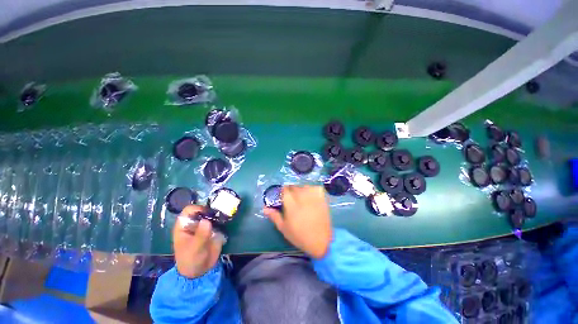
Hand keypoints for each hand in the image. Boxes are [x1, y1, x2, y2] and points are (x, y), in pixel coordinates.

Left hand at [173, 205, 222, 277]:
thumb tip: (206, 221)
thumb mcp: (194, 248)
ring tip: (225, 216)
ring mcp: (205, 226)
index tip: (208, 213)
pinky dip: (223, 219)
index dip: (198, 209)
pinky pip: (219, 220)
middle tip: (220, 213)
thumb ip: (200, 235)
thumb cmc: (191, 260)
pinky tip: (227, 220)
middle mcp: (195, 223)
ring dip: (219, 213)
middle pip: (203, 210)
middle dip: (211, 210)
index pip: (189, 210)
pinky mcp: (214, 229)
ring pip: (212, 214)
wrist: (200, 271)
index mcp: (184, 226)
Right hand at [264, 185, 332, 258]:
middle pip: (294, 187)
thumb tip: (264, 208)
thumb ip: (274, 216)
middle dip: (291, 190)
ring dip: (301, 189)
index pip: (285, 190)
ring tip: (301, 196)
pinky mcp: (322, 199)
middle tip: (292, 198)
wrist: (320, 241)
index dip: (283, 191)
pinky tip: (311, 195)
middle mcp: (302, 198)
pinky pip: (316, 188)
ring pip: (304, 186)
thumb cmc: (299, 236)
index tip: (283, 195)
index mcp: (291, 205)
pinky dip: (313, 189)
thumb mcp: (284, 228)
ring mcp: (313, 197)